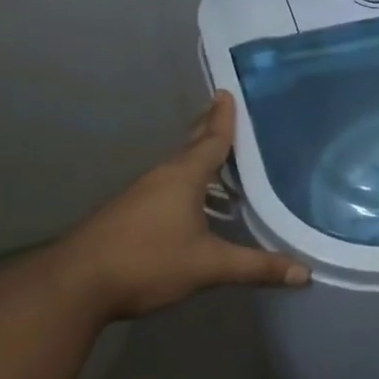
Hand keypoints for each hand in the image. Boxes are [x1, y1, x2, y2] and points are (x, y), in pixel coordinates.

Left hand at [45, 91, 308, 320]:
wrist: (73, 287)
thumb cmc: (147, 262)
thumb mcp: (209, 266)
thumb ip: (256, 267)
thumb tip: (305, 273)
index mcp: (182, 178)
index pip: (211, 140)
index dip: (223, 118)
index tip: (227, 91)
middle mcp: (161, 178)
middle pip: (190, 147)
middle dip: (208, 129)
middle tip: (224, 111)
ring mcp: (140, 196)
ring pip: (177, 169)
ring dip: (198, 159)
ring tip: (220, 158)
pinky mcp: (128, 216)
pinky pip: (166, 187)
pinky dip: (186, 183)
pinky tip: (194, 201)